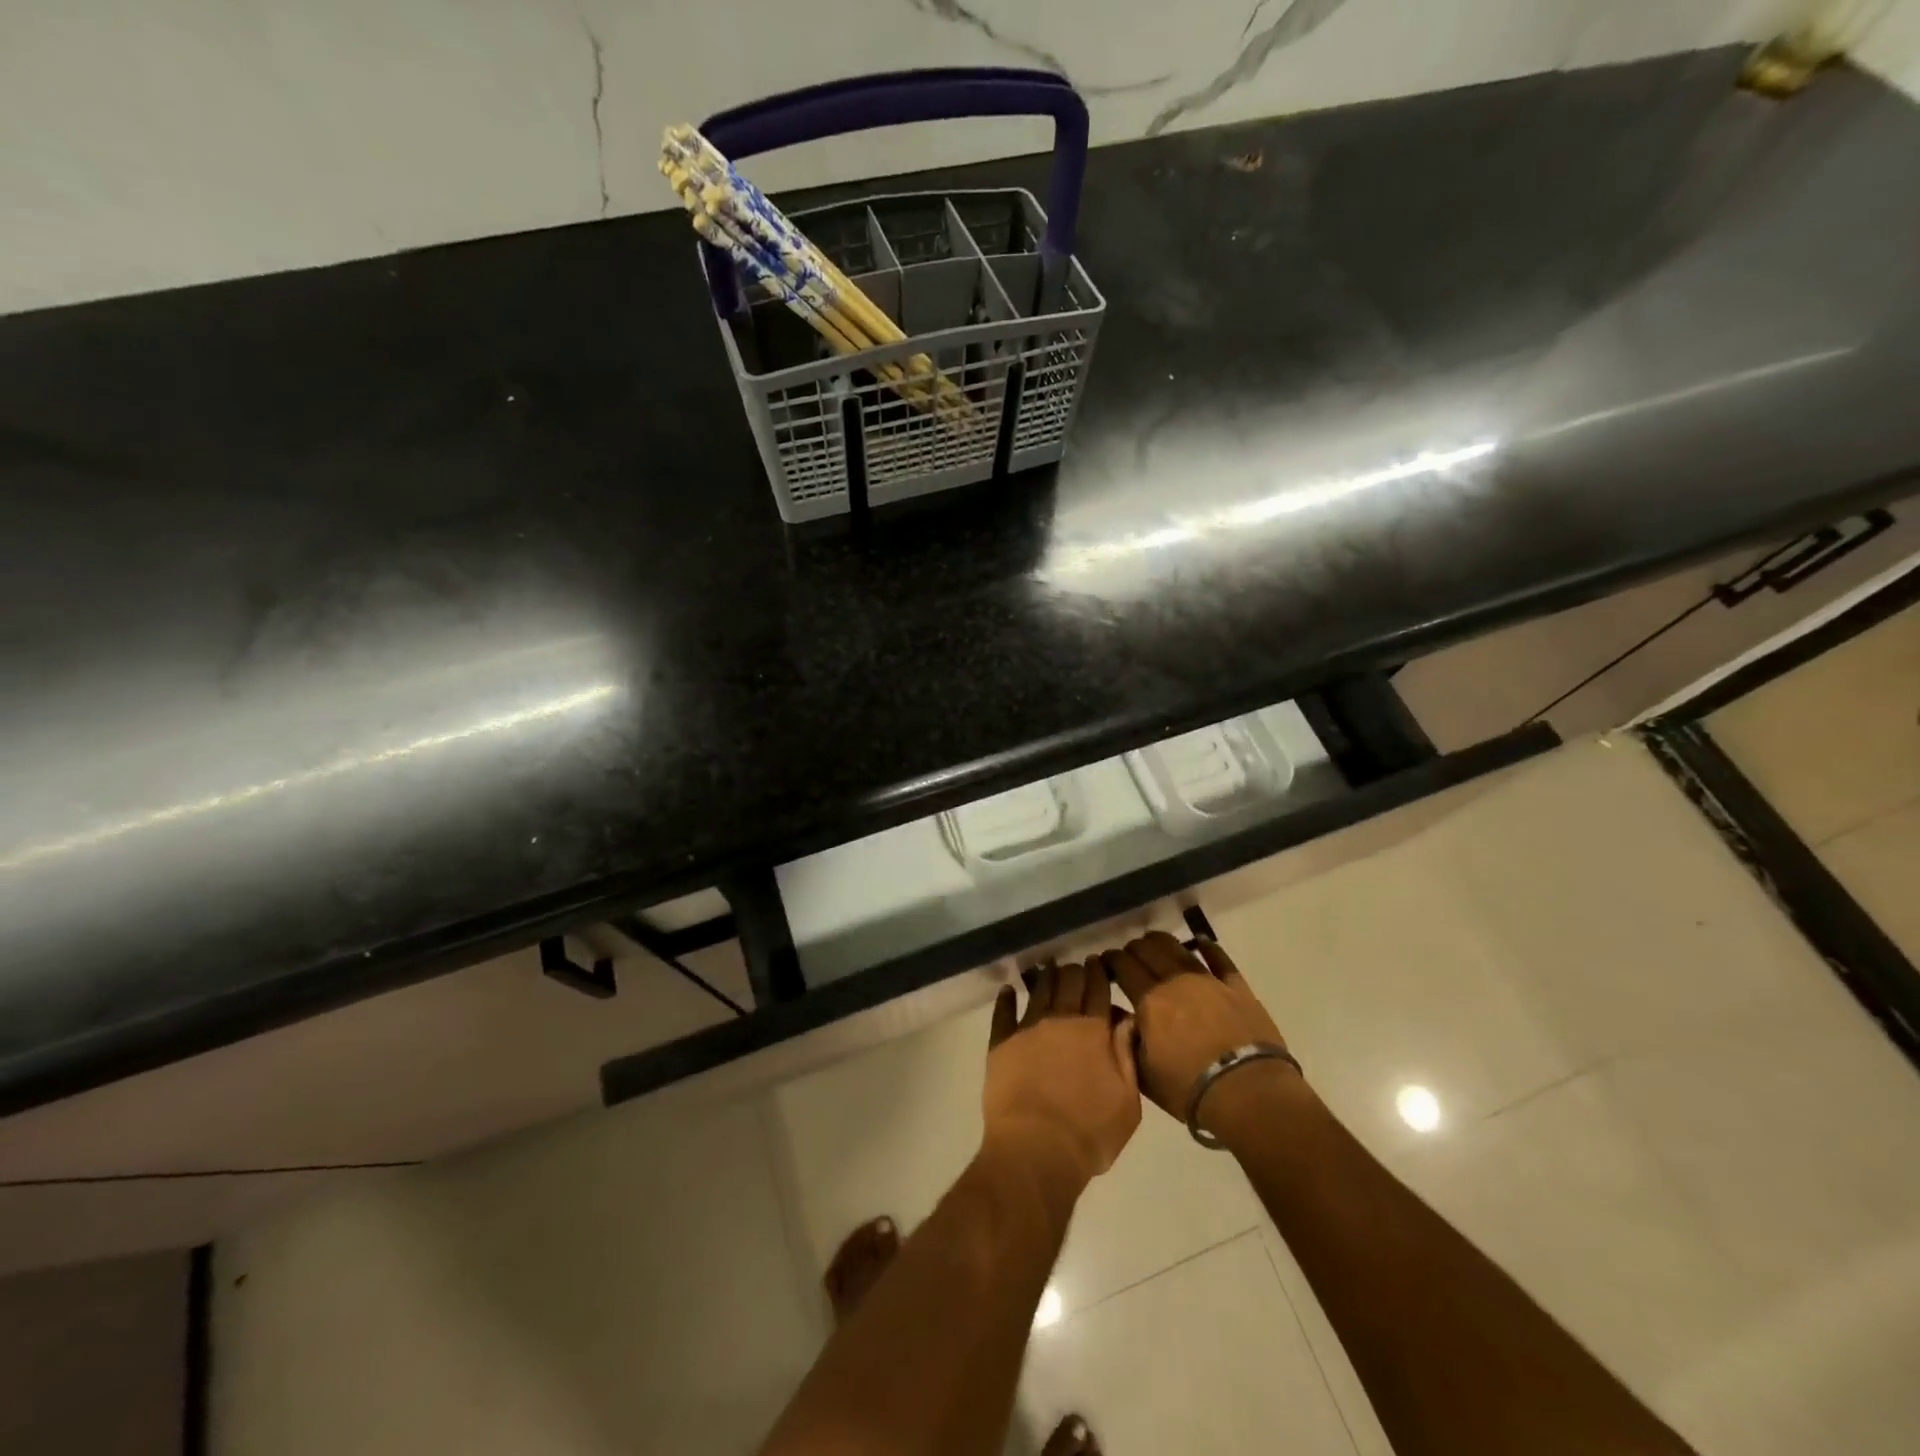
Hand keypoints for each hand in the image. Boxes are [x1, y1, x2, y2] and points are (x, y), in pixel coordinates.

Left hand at [982, 962, 1140, 1191]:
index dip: (1098, 973)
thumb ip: (1127, 1057)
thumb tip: (1127, 1019)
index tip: (1097, 961)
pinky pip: (1003, 1013)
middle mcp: (1060, 1020)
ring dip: (1044, 976)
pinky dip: (1006, 999)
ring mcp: (1028, 1028)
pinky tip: (1008, 990)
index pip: (1098, 991)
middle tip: (1075, 965)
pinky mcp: (1001, 1043)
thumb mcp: (1127, 1103)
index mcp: (1094, 1031)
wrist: (1036, 1149)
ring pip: (1039, 991)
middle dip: (1074, 971)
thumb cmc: (1089, 1134)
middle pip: (1069, 984)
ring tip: (1047, 966)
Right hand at [1100, 931, 1300, 1140]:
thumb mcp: (1143, 1073)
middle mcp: (1175, 982)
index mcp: (1149, 1001)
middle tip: (1127, 955)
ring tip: (1153, 942)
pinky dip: (1208, 948)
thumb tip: (1116, 1014)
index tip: (1104, 960)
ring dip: (1161, 941)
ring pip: (1179, 948)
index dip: (1111, 960)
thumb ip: (1125, 1039)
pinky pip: (1220, 959)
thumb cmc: (1189, 1089)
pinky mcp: (1237, 988)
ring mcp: (1208, 981)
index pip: (1123, 967)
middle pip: (1148, 951)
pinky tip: (1201, 942)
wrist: (1248, 1093)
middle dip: (1133, 949)